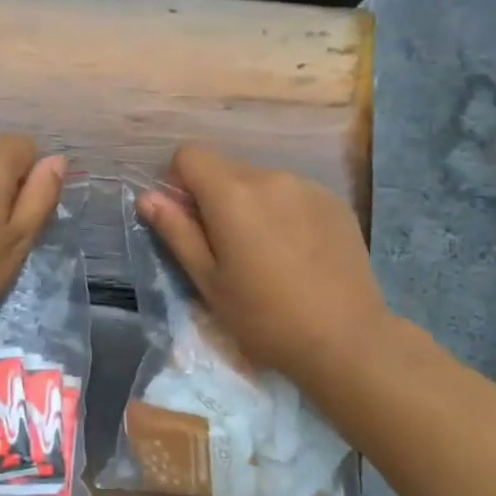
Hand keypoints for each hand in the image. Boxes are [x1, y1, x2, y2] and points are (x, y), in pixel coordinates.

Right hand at [136, 144, 387, 378]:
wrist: (346, 339)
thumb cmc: (264, 317)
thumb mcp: (207, 281)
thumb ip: (176, 231)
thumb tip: (148, 197)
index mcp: (232, 194)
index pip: (189, 155)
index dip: (179, 182)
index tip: (188, 221)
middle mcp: (269, 177)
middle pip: (225, 167)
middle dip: (214, 196)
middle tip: (225, 247)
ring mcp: (307, 186)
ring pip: (259, 180)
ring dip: (249, 204)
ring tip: (264, 253)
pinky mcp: (334, 202)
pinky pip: (292, 193)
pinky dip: (282, 211)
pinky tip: (296, 253)